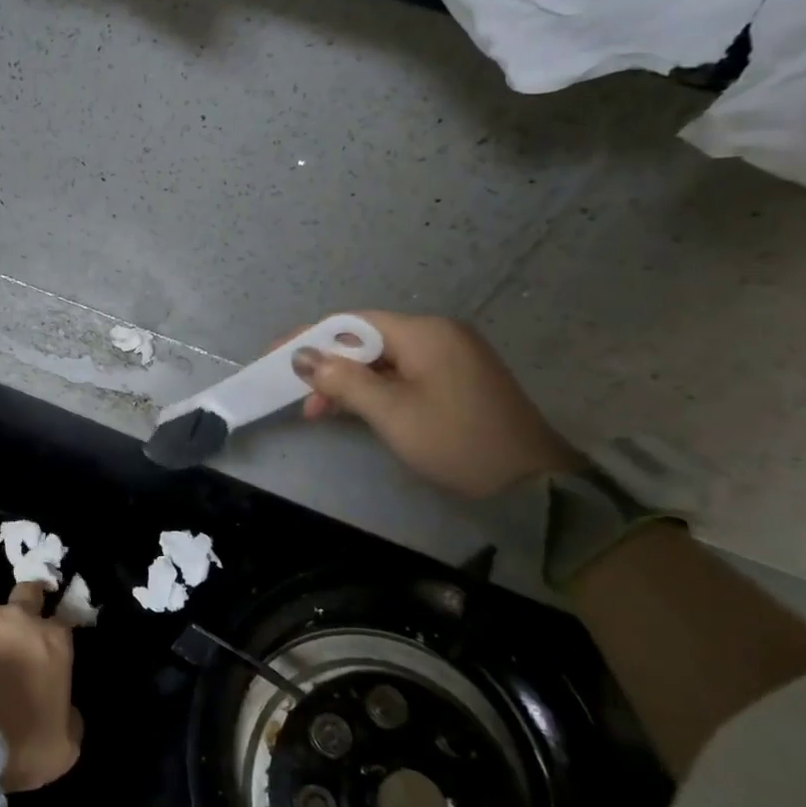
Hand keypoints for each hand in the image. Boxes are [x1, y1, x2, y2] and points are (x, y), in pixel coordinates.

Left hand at [0, 583, 82, 792]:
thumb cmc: (18, 742)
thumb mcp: (63, 747)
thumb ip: (70, 717)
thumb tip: (64, 707)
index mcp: (53, 640)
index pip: (65, 621)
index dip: (59, 635)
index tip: (53, 652)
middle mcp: (20, 618)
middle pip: (29, 593)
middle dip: (30, 603)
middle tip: (22, 632)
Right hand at [288, 310, 581, 498]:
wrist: (530, 484)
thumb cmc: (454, 441)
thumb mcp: (390, 412)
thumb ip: (343, 380)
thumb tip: (302, 356)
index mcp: (425, 332)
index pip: (352, 322)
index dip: (310, 337)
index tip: (275, 358)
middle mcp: (438, 335)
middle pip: (366, 340)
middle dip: (329, 366)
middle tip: (299, 397)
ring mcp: (450, 357)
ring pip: (383, 360)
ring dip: (349, 382)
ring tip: (319, 412)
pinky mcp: (456, 381)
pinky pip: (402, 374)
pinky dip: (374, 390)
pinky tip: (354, 411)